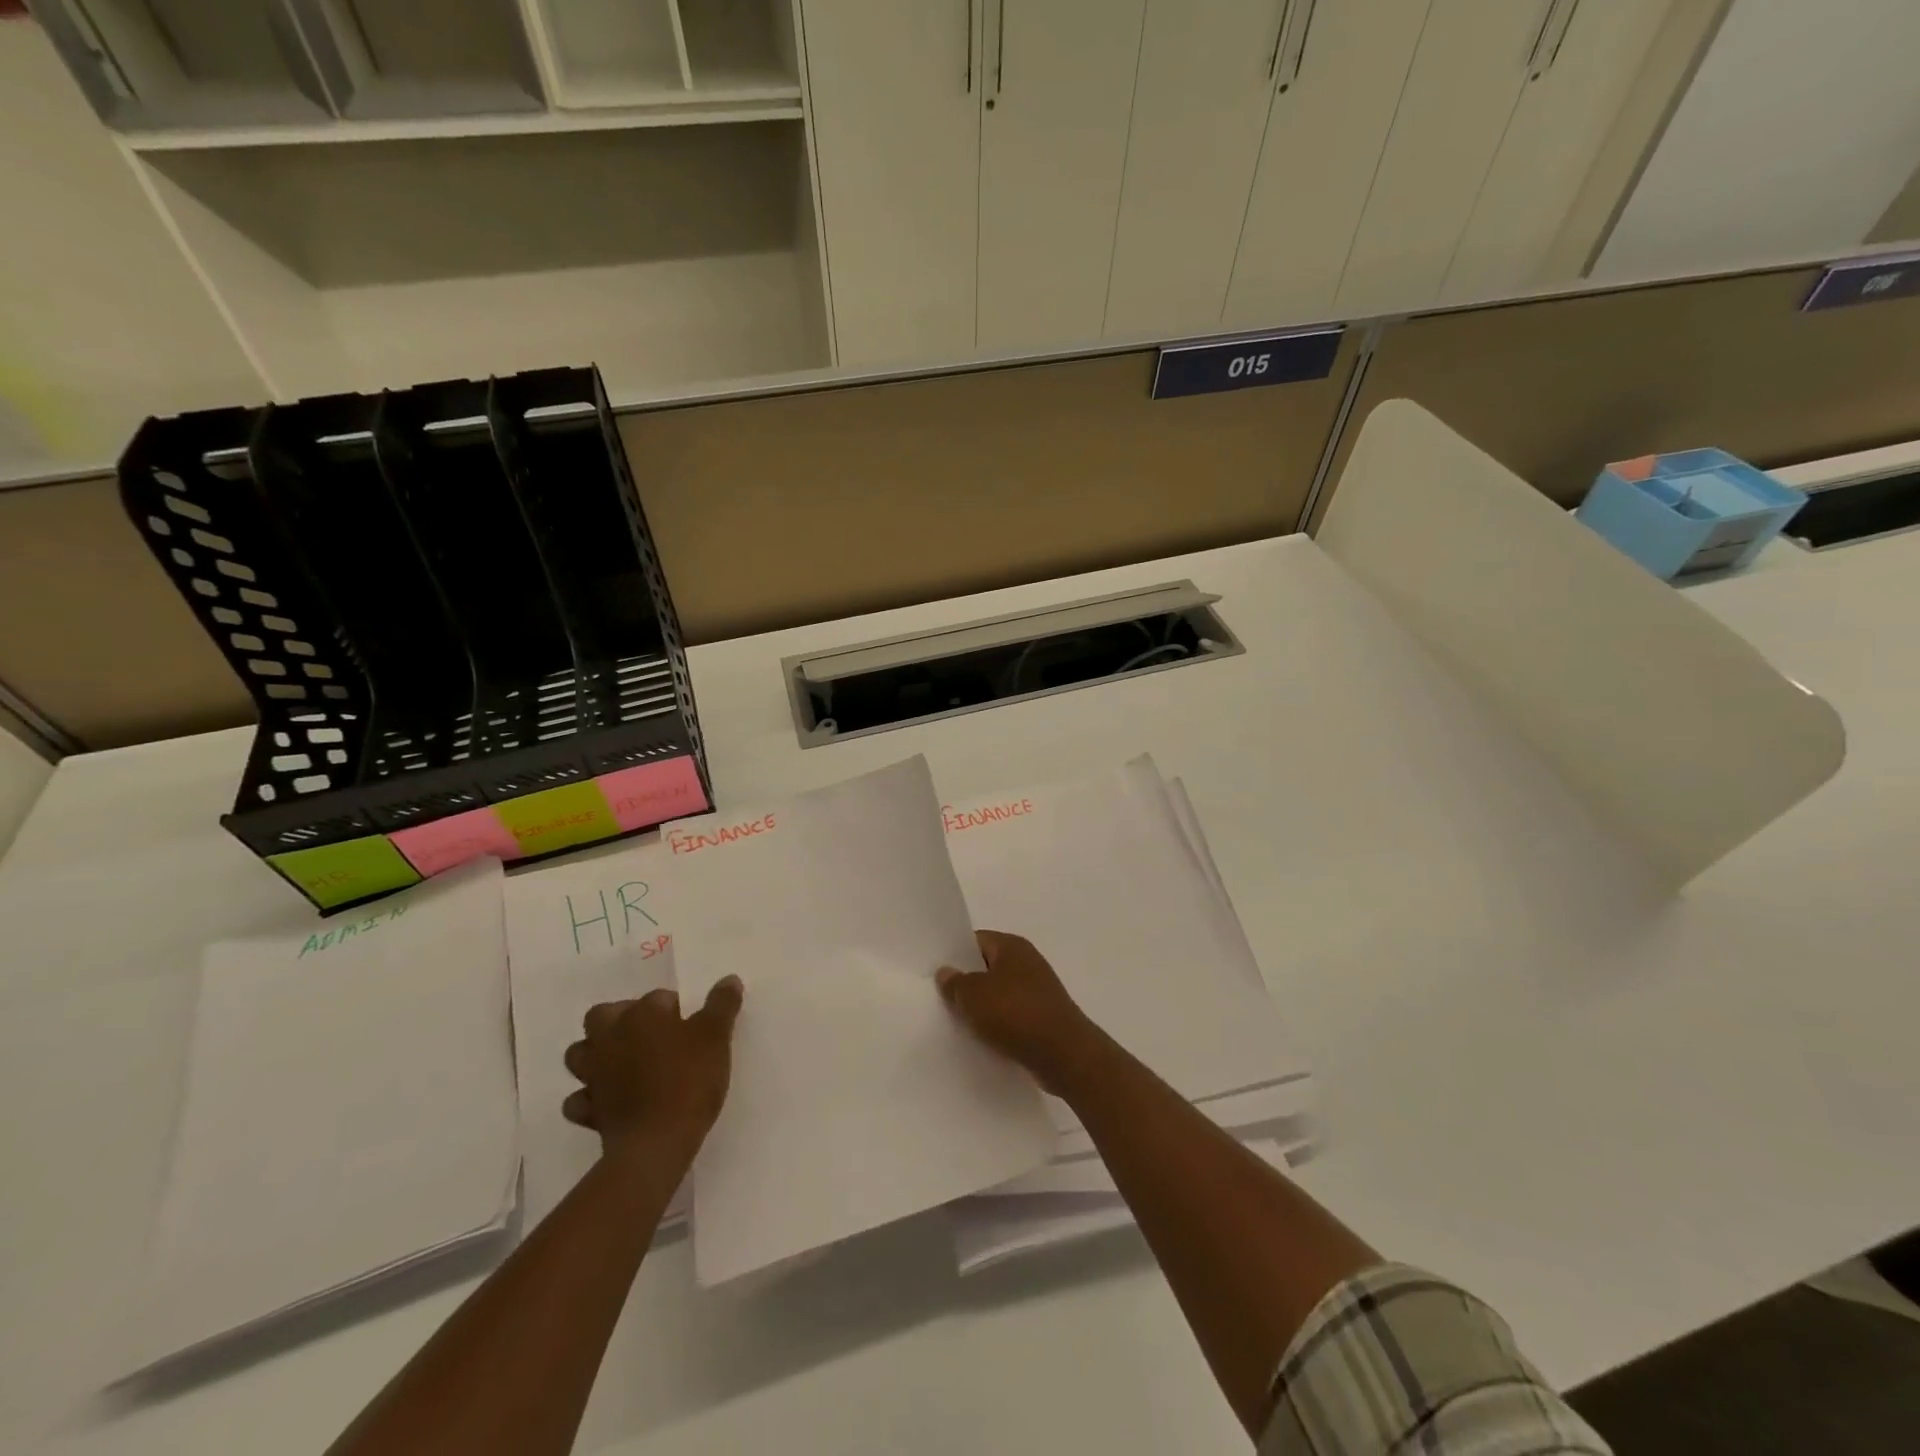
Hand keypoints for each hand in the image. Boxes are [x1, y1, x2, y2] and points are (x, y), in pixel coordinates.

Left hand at [564, 977, 743, 1161]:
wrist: (657, 1142)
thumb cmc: (689, 1079)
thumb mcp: (716, 1036)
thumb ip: (722, 1005)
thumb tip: (729, 979)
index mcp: (641, 1015)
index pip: (657, 997)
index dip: (675, 1009)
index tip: (692, 1026)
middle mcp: (610, 1038)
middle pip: (602, 1016)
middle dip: (620, 1020)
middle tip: (650, 1035)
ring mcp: (594, 1075)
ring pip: (580, 1054)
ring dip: (596, 1054)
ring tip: (623, 1062)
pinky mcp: (588, 1111)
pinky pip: (579, 1099)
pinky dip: (589, 1097)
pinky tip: (608, 1100)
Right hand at [936, 931, 1096, 1092]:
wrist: (1064, 1055)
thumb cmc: (1016, 1014)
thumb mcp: (974, 996)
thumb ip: (955, 983)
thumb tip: (946, 972)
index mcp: (1012, 946)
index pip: (976, 940)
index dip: (954, 954)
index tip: (933, 971)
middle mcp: (1027, 962)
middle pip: (987, 967)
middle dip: (966, 982)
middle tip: (940, 999)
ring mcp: (1037, 991)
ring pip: (999, 994)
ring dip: (981, 1007)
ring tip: (956, 1022)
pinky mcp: (1042, 1017)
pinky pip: (1011, 1015)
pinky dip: (997, 1025)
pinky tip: (981, 1039)